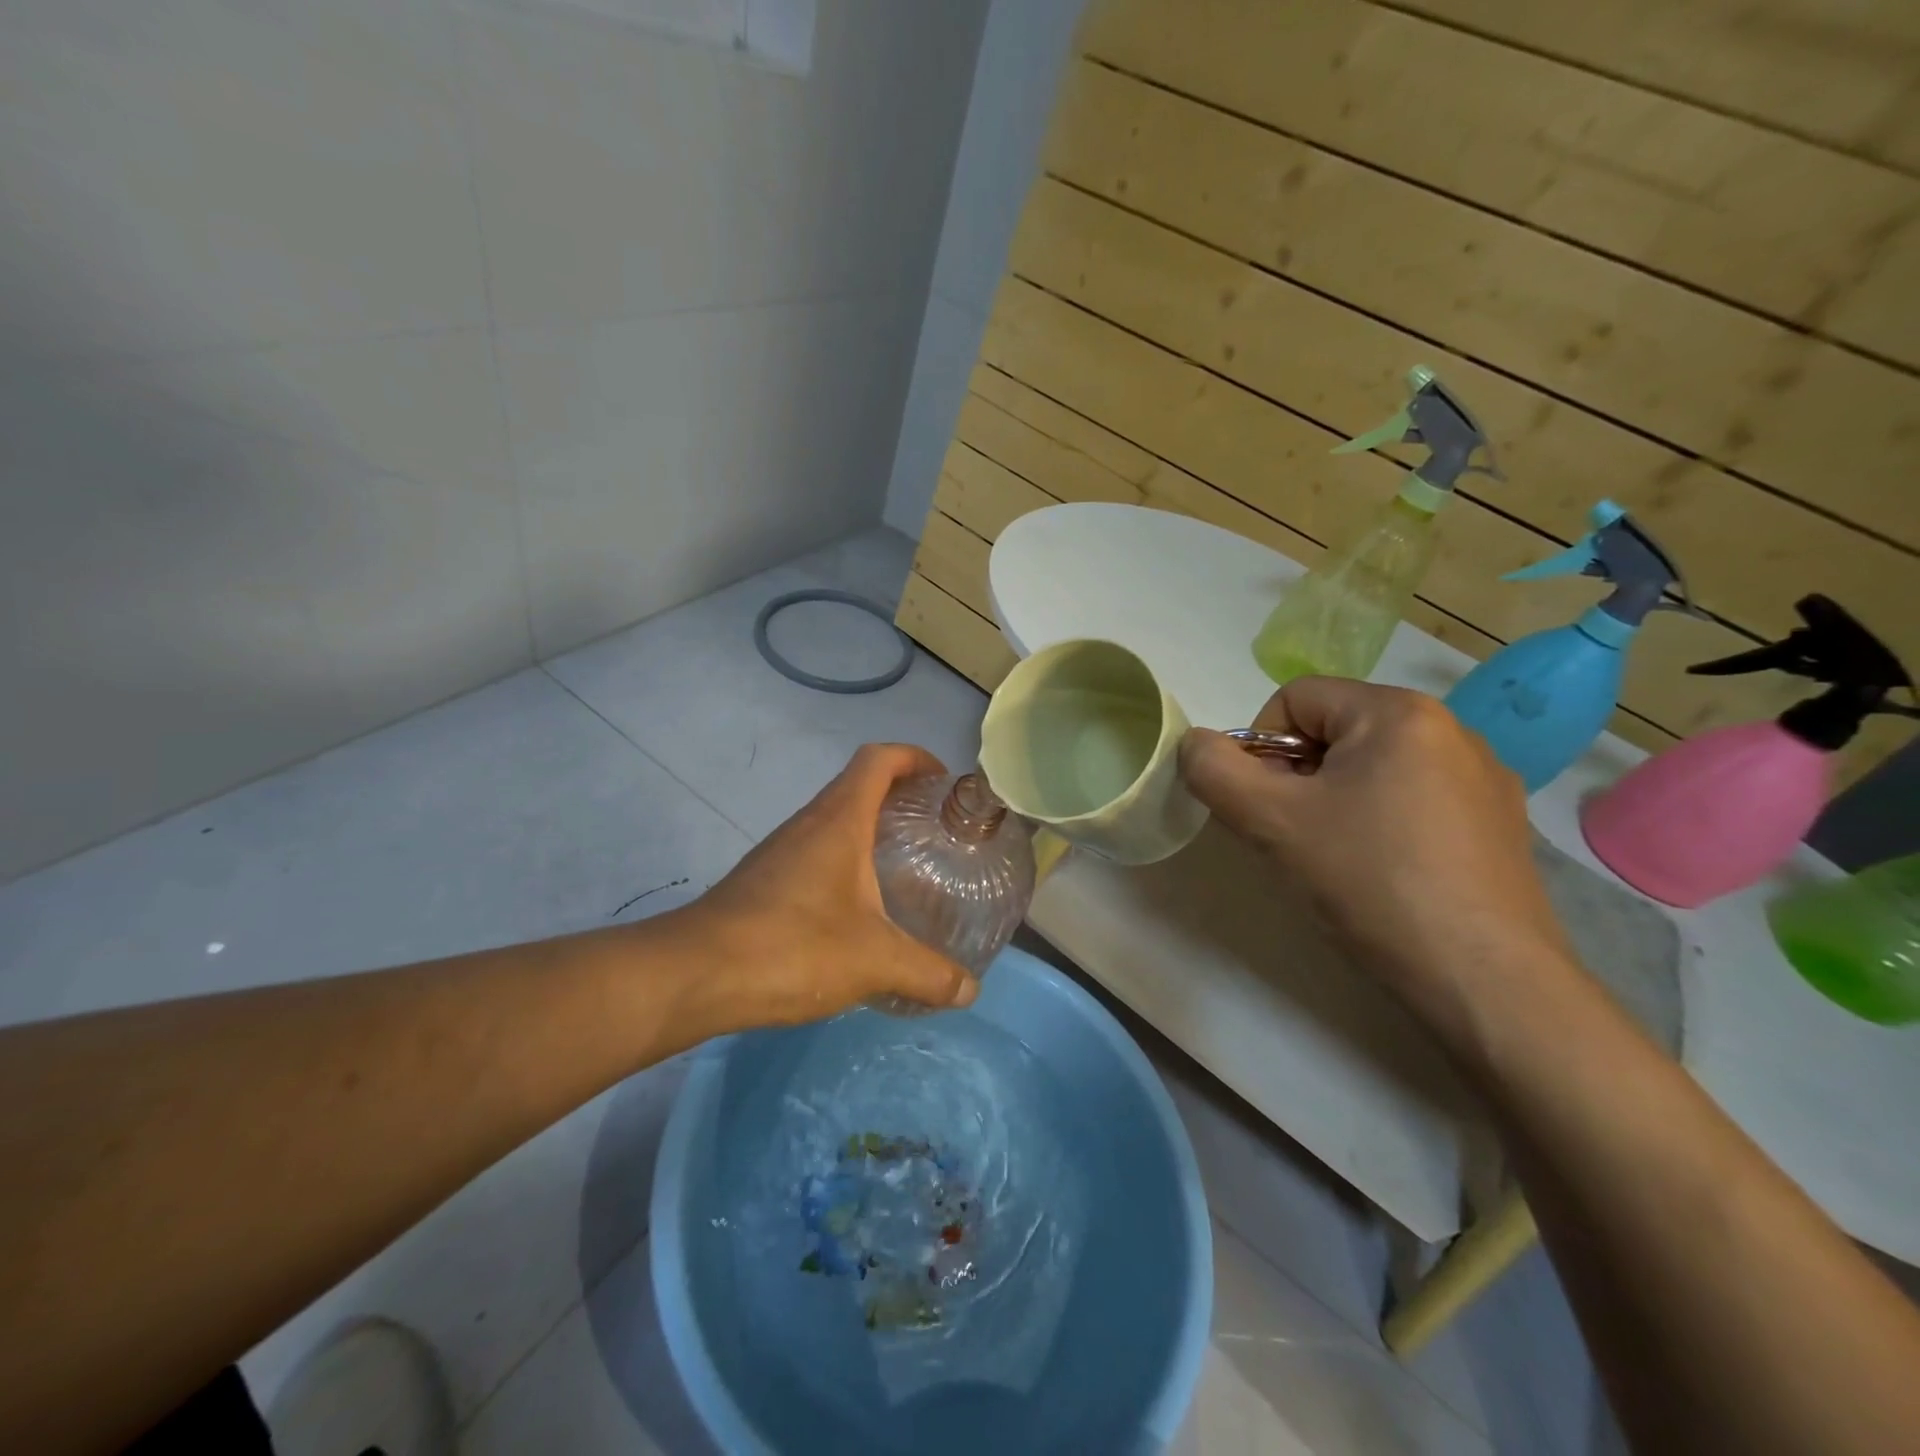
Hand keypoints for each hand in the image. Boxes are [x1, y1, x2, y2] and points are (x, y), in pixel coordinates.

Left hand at [673, 744, 979, 1028]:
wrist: (695, 973)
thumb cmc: (792, 947)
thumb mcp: (873, 961)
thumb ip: (928, 973)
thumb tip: (970, 990)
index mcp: (839, 819)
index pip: (879, 759)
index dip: (915, 757)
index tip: (944, 782)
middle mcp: (809, 822)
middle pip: (859, 784)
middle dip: (901, 795)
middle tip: (936, 830)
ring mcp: (782, 849)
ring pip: (835, 818)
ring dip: (871, 828)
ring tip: (906, 866)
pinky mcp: (765, 878)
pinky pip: (816, 849)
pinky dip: (846, 859)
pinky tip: (859, 906)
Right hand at [1180, 678, 1572, 1017]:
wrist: (1485, 980)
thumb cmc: (1371, 881)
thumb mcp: (1271, 822)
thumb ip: (1213, 770)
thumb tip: (1196, 744)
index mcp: (1398, 712)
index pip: (1295, 699)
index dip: (1261, 748)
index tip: (1267, 808)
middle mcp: (1450, 728)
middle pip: (1334, 731)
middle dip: (1298, 777)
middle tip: (1295, 836)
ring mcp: (1483, 777)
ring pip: (1372, 767)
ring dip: (1335, 800)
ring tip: (1338, 858)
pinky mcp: (1498, 822)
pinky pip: (1414, 797)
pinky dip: (1381, 821)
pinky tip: (1385, 873)